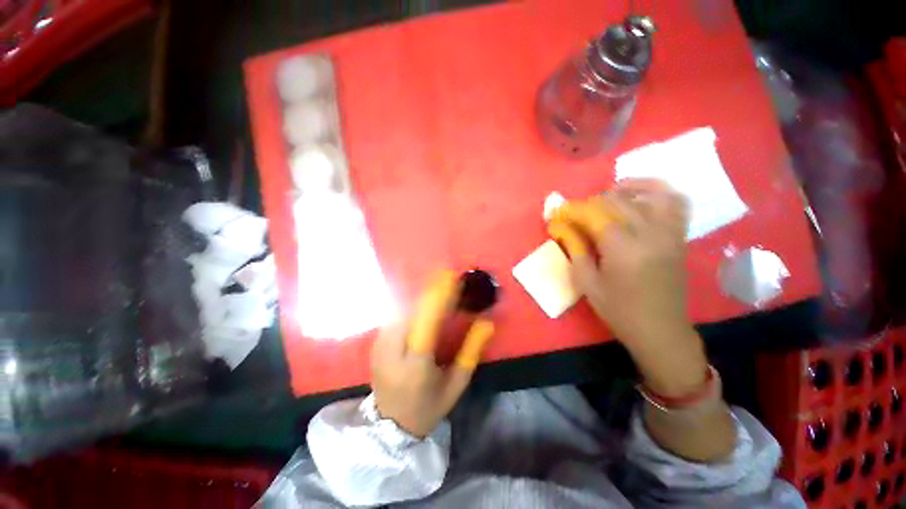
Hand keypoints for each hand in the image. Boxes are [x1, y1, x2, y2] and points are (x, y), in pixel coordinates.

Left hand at [371, 271, 493, 437]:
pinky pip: (395, 313)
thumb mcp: (456, 384)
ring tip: (438, 286)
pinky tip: (422, 300)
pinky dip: (411, 303)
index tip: (453, 276)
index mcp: (416, 365)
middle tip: (448, 278)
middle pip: (412, 308)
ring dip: (421, 294)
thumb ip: (472, 351)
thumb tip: (487, 323)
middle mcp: (392, 350)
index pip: (428, 320)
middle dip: (431, 290)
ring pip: (402, 307)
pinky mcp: (375, 342)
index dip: (441, 294)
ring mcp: (379, 345)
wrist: (390, 427)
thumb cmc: (429, 406)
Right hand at [549, 179, 706, 396]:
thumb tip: (560, 226)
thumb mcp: (587, 282)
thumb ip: (574, 248)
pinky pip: (675, 201)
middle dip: (588, 203)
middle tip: (573, 215)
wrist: (660, 329)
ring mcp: (669, 232)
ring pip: (648, 193)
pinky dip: (656, 191)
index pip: (593, 214)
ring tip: (604, 196)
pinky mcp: (679, 236)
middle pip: (616, 201)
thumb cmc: (618, 310)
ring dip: (622, 190)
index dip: (571, 210)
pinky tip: (639, 196)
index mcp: (622, 248)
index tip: (555, 213)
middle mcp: (649, 233)